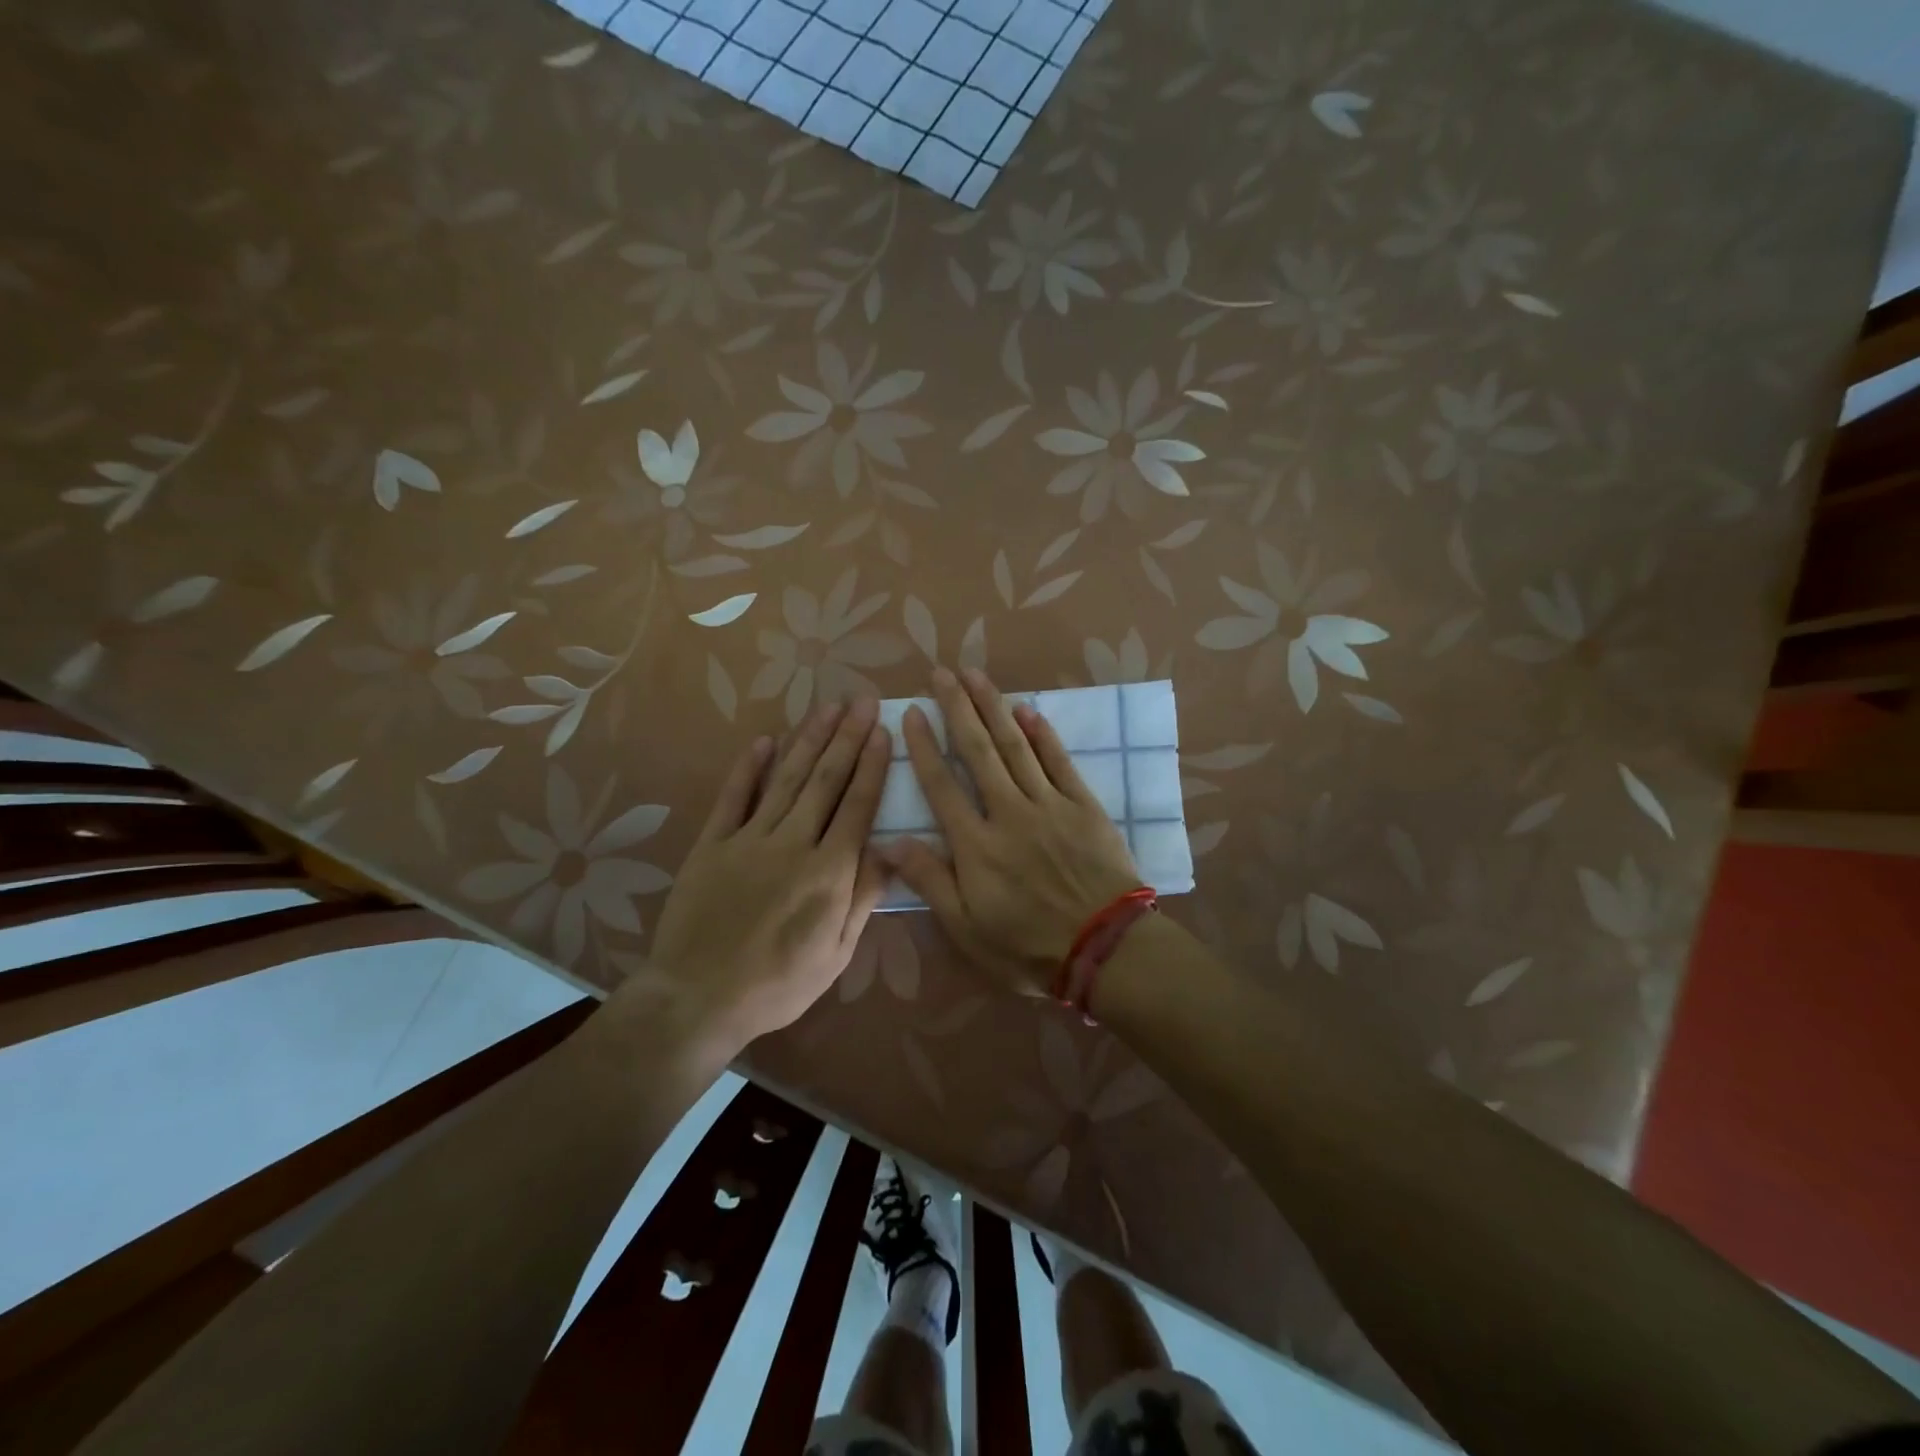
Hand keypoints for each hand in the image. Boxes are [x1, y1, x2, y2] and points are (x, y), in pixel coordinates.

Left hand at [641, 699, 891, 1052]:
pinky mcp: (712, 844)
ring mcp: (748, 839)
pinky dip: (747, 767)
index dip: (872, 766)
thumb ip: (864, 897)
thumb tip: (892, 850)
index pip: (857, 806)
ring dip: (808, 740)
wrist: (698, 999)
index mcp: (829, 872)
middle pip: (825, 780)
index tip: (882, 731)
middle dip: (847, 737)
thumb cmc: (779, 984)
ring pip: (785, 779)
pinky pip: (733, 797)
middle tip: (861, 701)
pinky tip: (764, 740)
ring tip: (826, 708)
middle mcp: (792, 843)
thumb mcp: (837, 953)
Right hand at [882, 667, 1143, 997]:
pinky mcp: (1084, 806)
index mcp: (976, 845)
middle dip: (957, 709)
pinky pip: (1059, 761)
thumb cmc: (1028, 946)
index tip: (911, 712)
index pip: (941, 785)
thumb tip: (888, 841)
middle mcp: (1008, 812)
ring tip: (975, 676)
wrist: (1106, 950)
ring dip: (994, 708)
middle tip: (941, 674)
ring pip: (1016, 746)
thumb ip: (930, 881)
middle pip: (978, 752)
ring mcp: (1049, 805)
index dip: (923, 747)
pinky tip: (1027, 710)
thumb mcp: (967, 928)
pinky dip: (1043, 734)